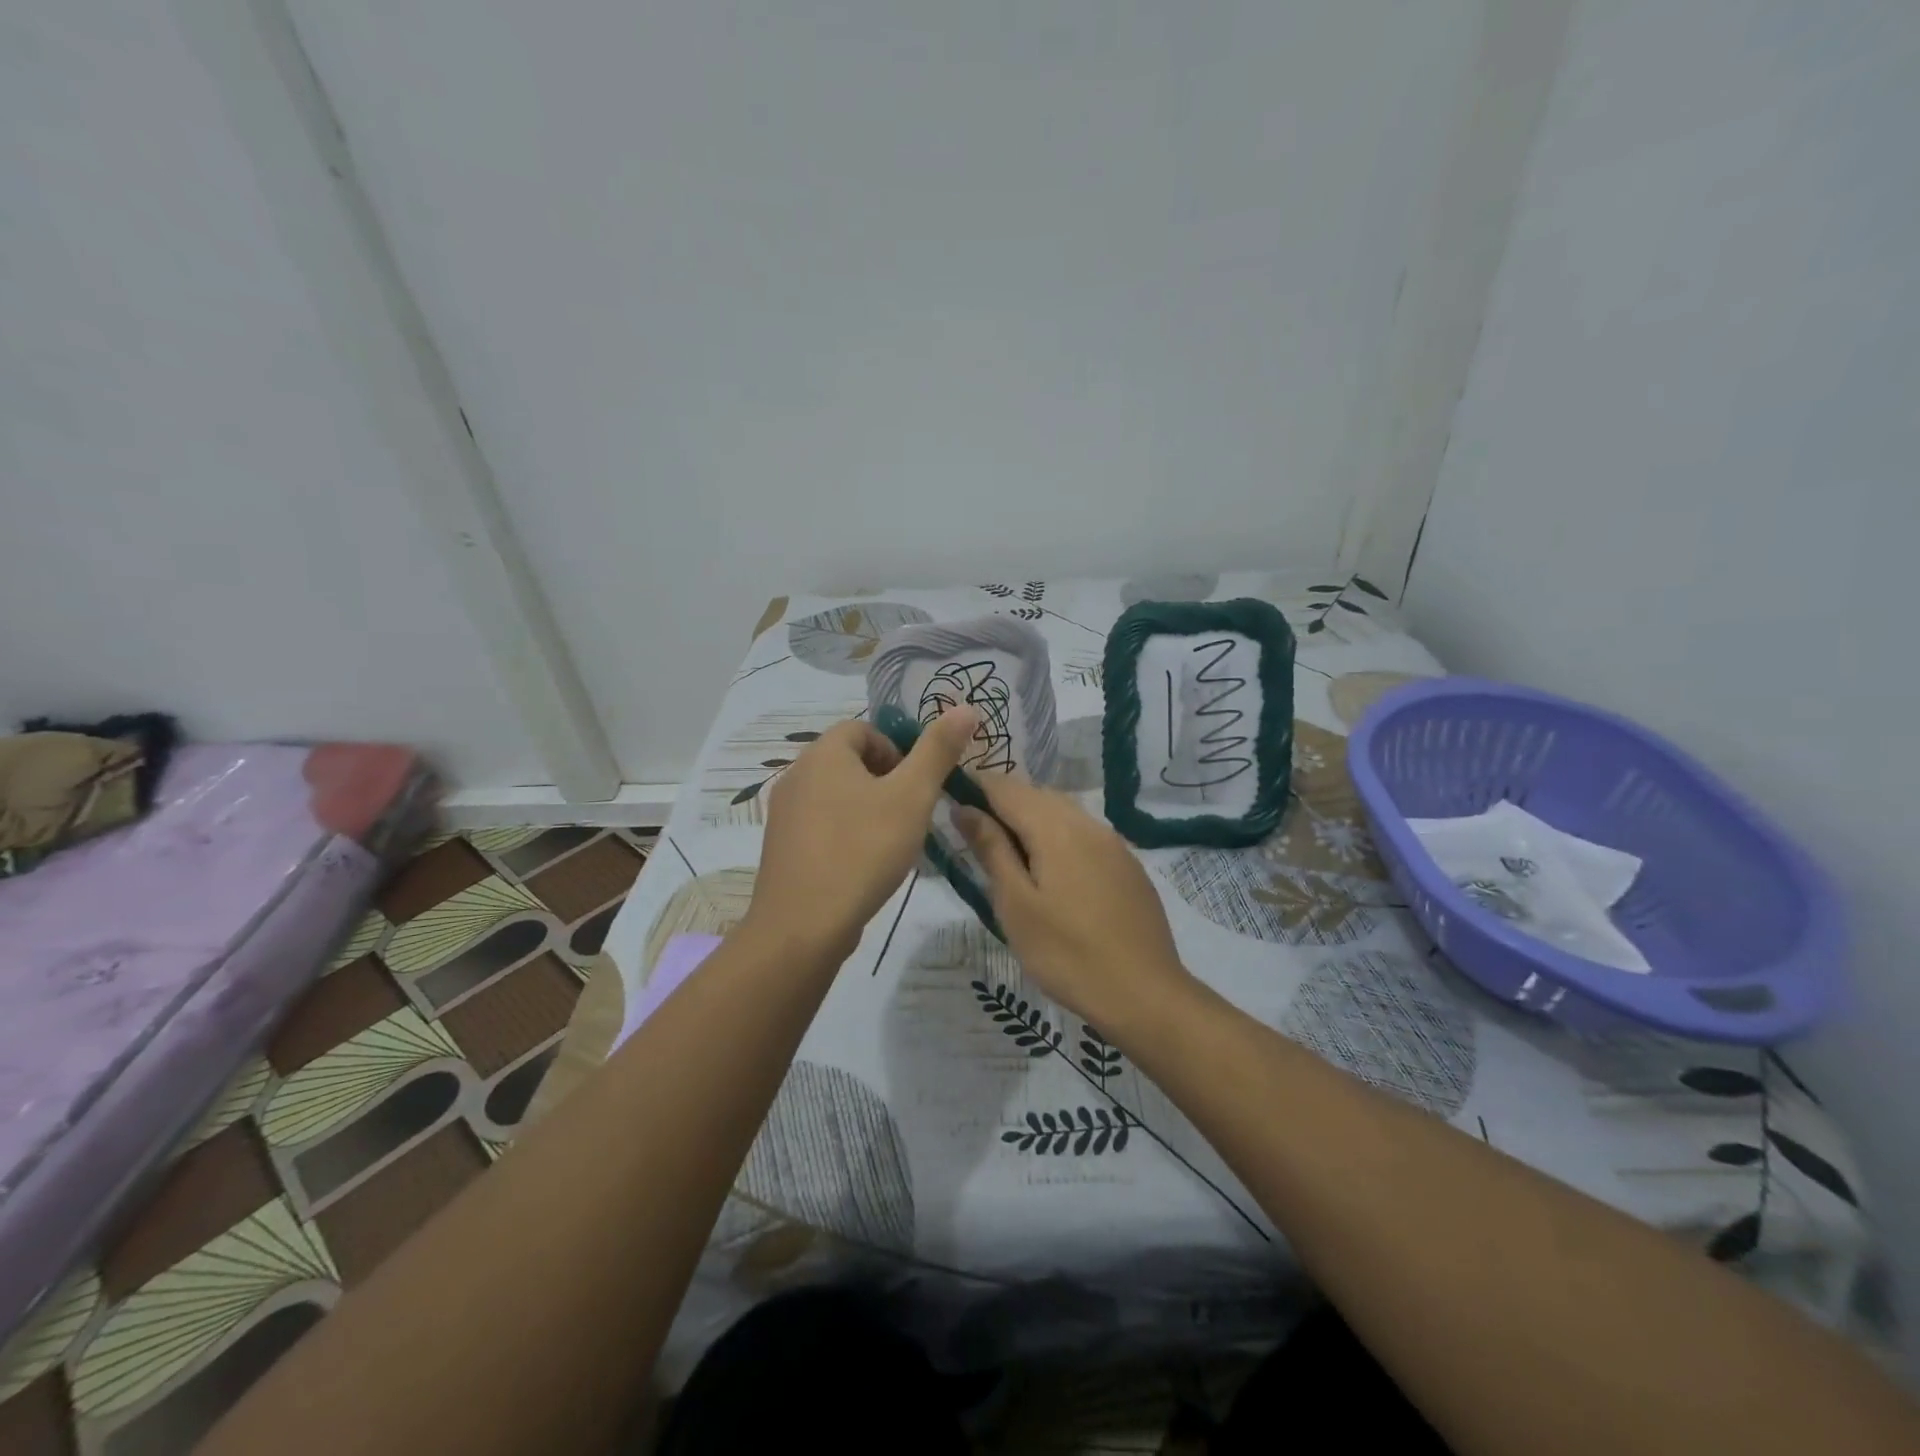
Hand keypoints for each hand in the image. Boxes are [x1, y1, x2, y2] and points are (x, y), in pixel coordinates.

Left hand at [743, 707, 980, 962]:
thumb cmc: (863, 850)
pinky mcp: (782, 848)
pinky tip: (863, 866)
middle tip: (908, 816)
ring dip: (867, 809)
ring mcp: (784, 814)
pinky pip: (821, 826)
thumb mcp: (912, 796)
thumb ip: (938, 750)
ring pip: (836, 795)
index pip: (863, 729)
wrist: (803, 925)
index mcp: (823, 753)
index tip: (915, 787)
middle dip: (885, 782)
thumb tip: (965, 707)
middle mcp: (796, 775)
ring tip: (890, 843)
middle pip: (849, 761)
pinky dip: (845, 835)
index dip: (896, 751)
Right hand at [955, 778, 1196, 1043]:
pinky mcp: (1128, 864)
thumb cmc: (1066, 953)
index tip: (950, 804)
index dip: (975, 787)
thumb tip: (964, 807)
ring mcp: (1113, 843)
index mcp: (1056, 828)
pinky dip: (1058, 836)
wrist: (1144, 994)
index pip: (1006, 788)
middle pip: (1036, 795)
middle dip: (1002, 804)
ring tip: (1008, 855)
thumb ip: (991, 849)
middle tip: (974, 836)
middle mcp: (1087, 823)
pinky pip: (1084, 833)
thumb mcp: (1016, 904)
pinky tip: (1051, 871)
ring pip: (1063, 812)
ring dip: (1031, 819)